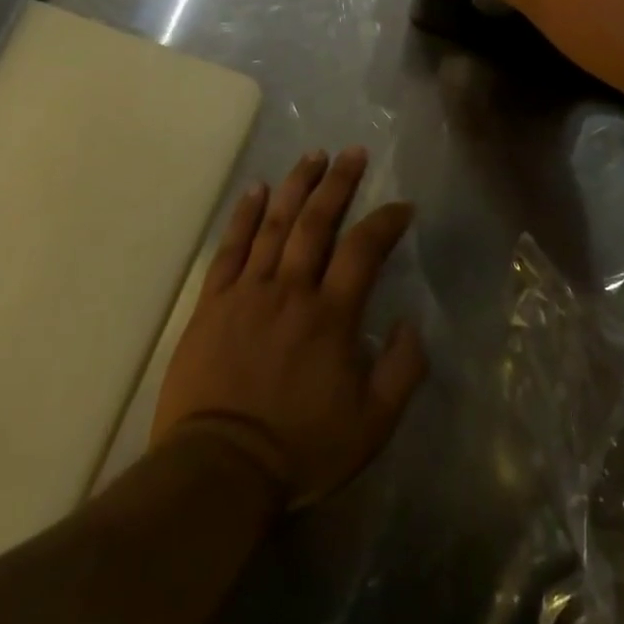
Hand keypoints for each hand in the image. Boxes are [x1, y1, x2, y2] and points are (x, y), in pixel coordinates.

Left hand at [151, 147, 425, 506]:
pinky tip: (255, 190)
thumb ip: (402, 371)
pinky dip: (243, 216)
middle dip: (338, 182)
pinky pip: (229, 248)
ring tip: (313, 156)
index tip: (402, 207)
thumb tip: (412, 324)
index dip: (386, 221)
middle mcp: (291, 290)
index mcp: (331, 315)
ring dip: (296, 186)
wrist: (218, 472)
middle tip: (353, 152)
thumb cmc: (300, 449)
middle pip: (317, 222)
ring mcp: (248, 292)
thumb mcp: (372, 425)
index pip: (364, 249)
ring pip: (274, 225)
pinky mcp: (212, 304)